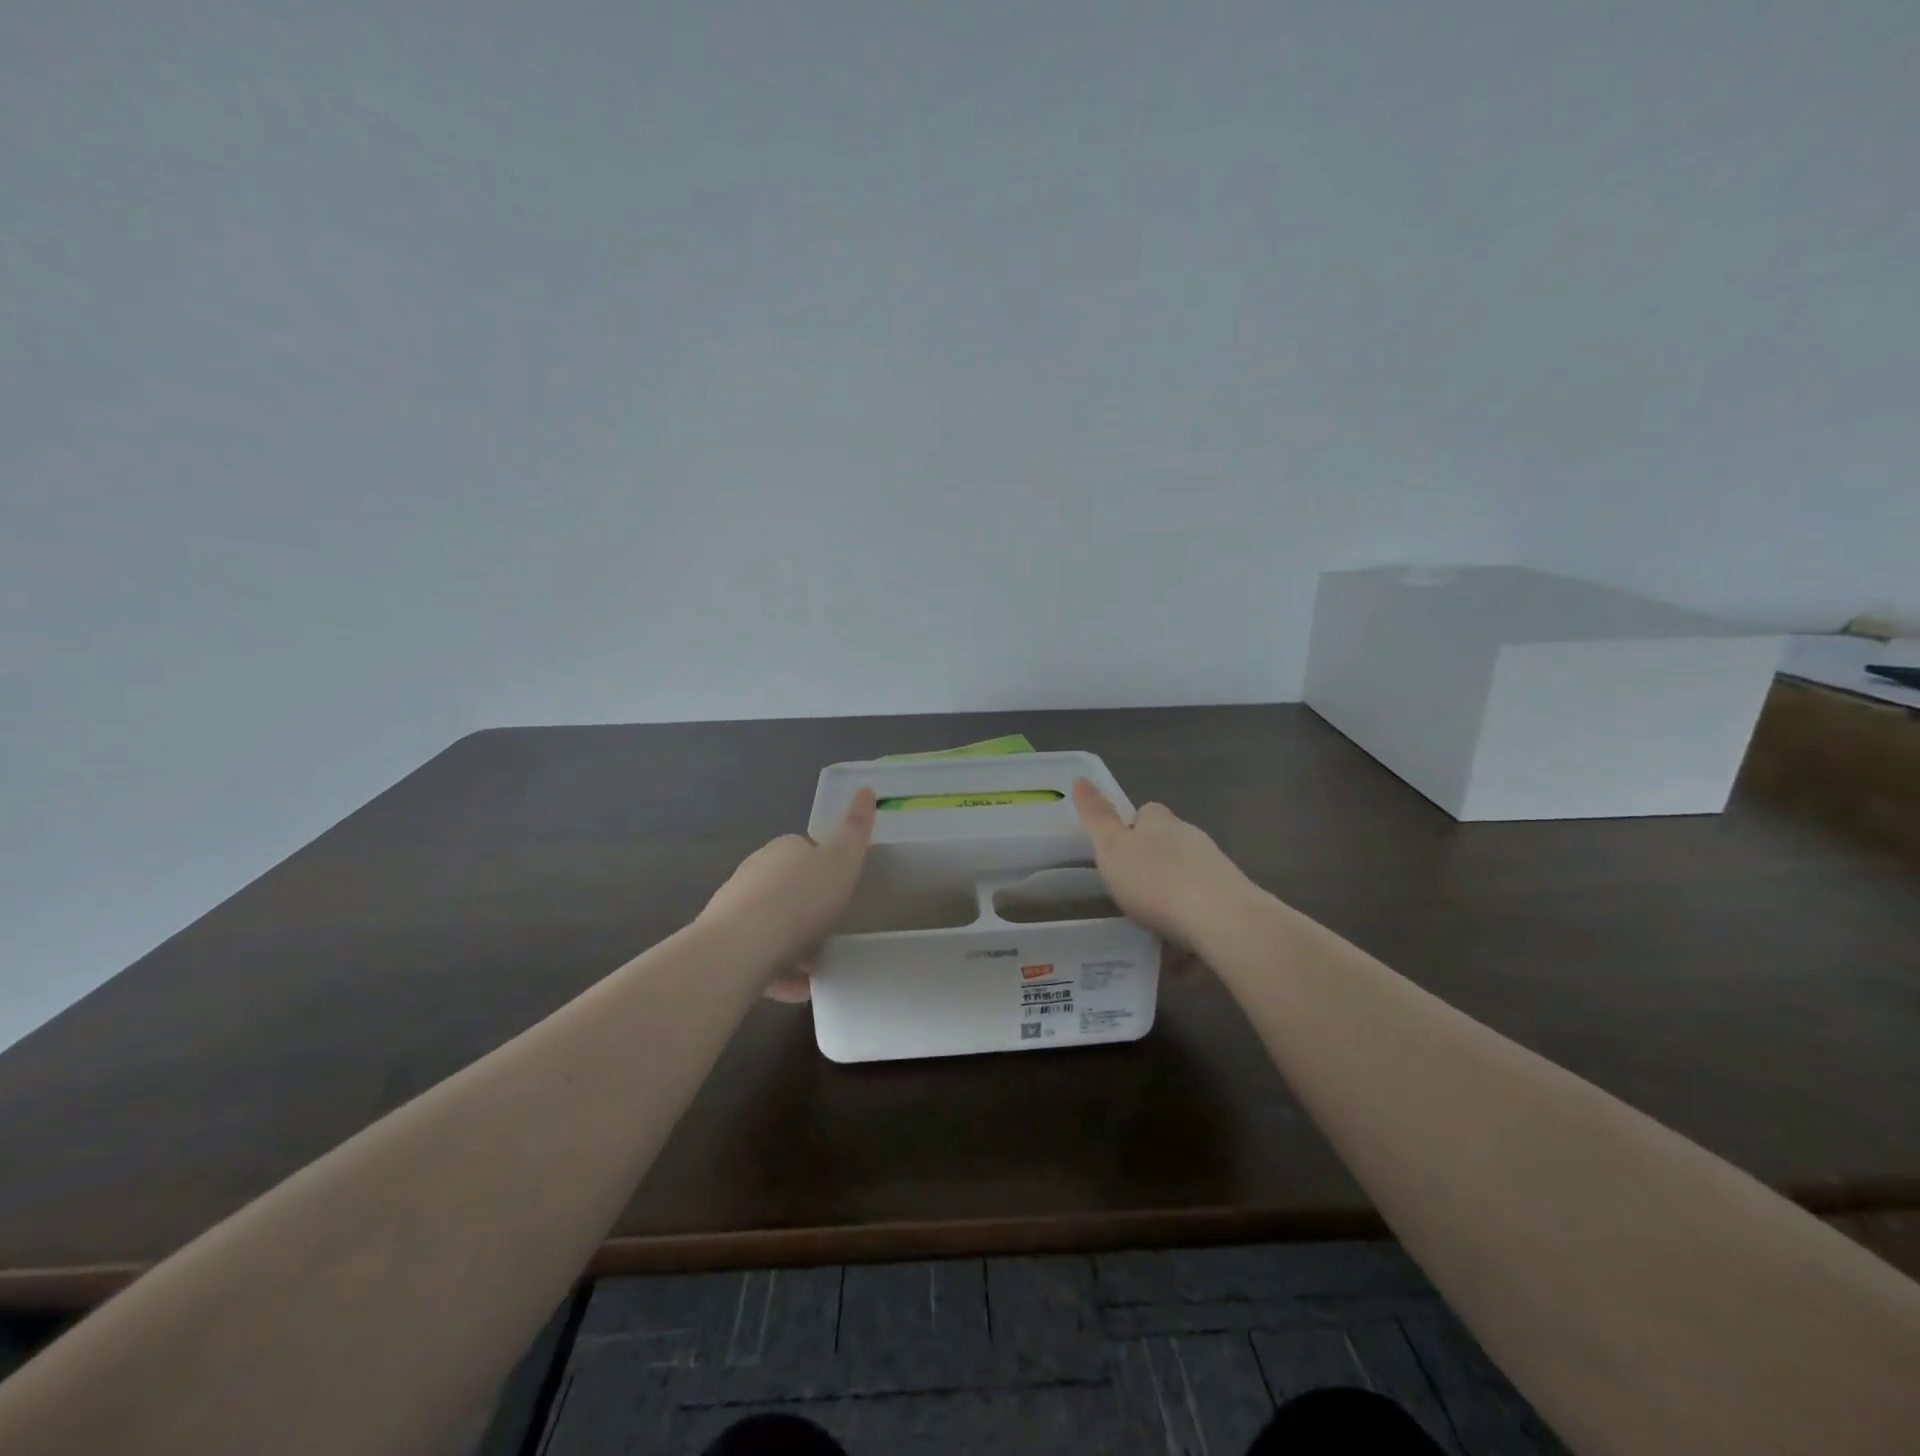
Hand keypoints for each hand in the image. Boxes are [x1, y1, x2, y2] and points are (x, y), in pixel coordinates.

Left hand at [698, 789, 876, 998]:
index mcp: (782, 849)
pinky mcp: (723, 943)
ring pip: (770, 923)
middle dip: (806, 908)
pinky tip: (797, 991)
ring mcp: (734, 908)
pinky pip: (757, 955)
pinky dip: (777, 970)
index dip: (825, 869)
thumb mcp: (842, 861)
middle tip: (832, 931)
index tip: (841, 893)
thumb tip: (865, 788)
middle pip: (787, 887)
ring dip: (792, 942)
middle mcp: (754, 871)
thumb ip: (856, 829)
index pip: (805, 850)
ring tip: (817, 968)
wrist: (739, 949)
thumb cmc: (800, 900)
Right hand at [1070, 778, 1248, 946]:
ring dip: (1171, 904)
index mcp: (1161, 823)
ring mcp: (1216, 871)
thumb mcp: (1112, 849)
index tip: (1116, 854)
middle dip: (1151, 868)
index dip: (1130, 829)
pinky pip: (1202, 918)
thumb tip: (1080, 779)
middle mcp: (1192, 840)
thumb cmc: (1155, 880)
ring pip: (1186, 883)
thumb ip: (1096, 817)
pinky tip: (1176, 963)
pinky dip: (1189, 938)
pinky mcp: (1232, 904)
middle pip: (1168, 847)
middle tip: (1127, 896)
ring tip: (1149, 935)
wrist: (1222, 921)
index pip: (1146, 813)